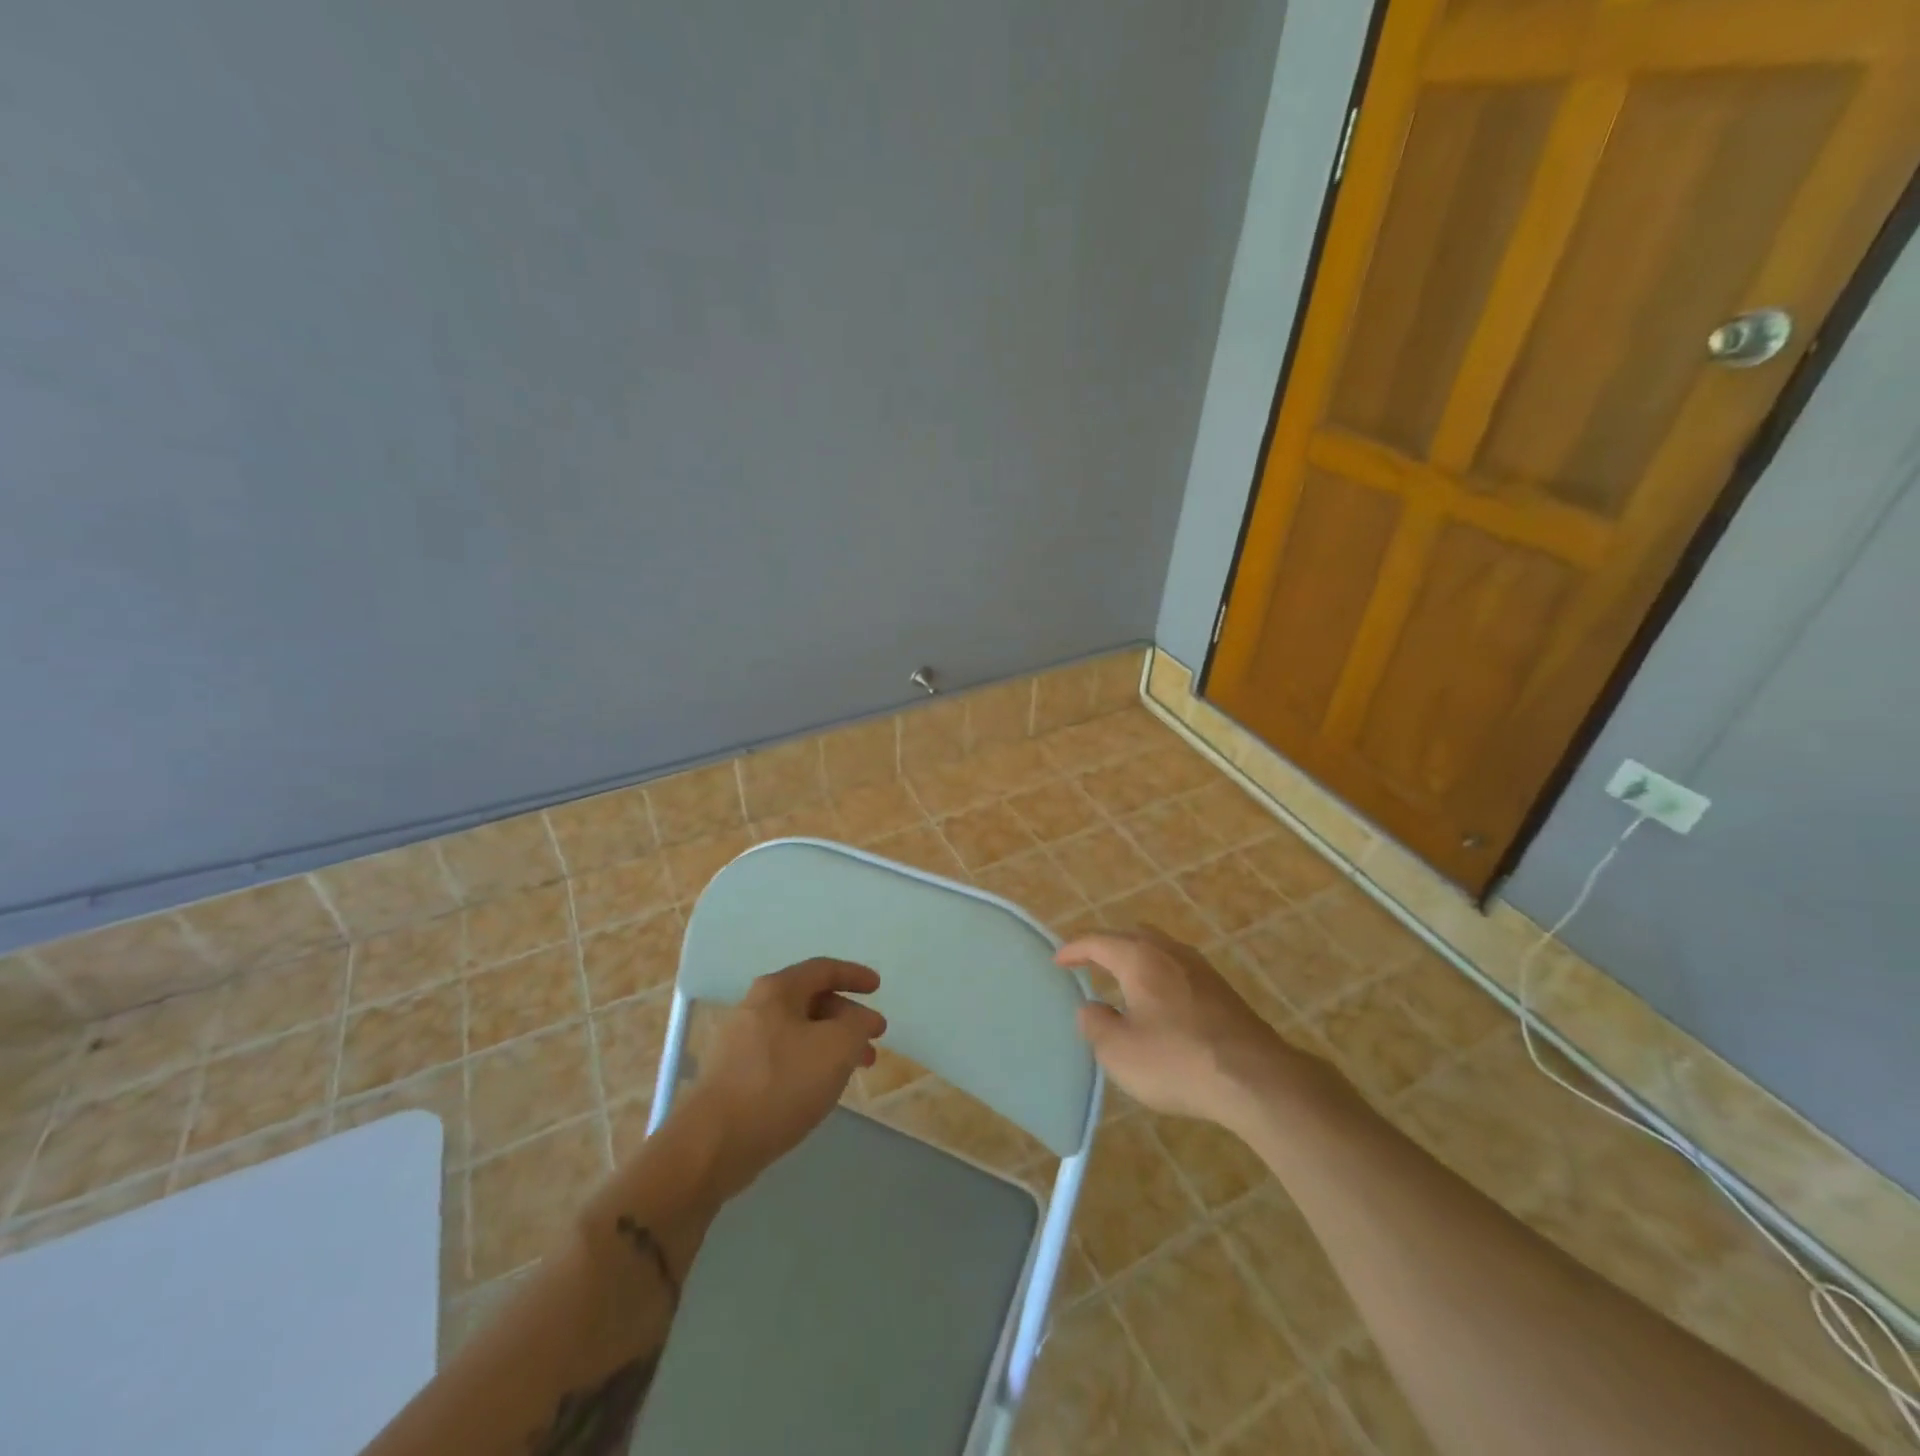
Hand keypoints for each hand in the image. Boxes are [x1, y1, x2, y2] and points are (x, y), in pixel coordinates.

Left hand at [680, 958, 886, 1199]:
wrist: (715, 1143)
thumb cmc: (781, 1083)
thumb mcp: (837, 1047)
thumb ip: (857, 1025)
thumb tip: (860, 1020)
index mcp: (777, 990)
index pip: (823, 969)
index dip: (854, 975)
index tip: (878, 987)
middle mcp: (755, 1007)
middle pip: (811, 1001)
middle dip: (848, 1018)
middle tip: (874, 1039)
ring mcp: (741, 1042)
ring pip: (799, 1032)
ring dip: (832, 1044)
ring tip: (856, 1069)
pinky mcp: (735, 1075)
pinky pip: (783, 1056)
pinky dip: (810, 1062)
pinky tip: (822, 1087)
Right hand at [1057, 930, 1318, 1133]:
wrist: (1256, 1079)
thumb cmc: (1177, 1061)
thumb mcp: (1120, 1052)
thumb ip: (1096, 1025)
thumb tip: (1091, 1008)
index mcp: (1140, 958)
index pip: (1098, 941)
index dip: (1074, 948)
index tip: (1058, 959)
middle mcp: (1170, 952)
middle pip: (1132, 935)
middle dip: (1108, 946)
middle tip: (1091, 964)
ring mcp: (1201, 969)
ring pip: (1160, 949)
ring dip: (1137, 959)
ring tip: (1123, 982)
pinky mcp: (1222, 991)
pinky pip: (1179, 969)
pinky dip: (1160, 975)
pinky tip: (1160, 1003)